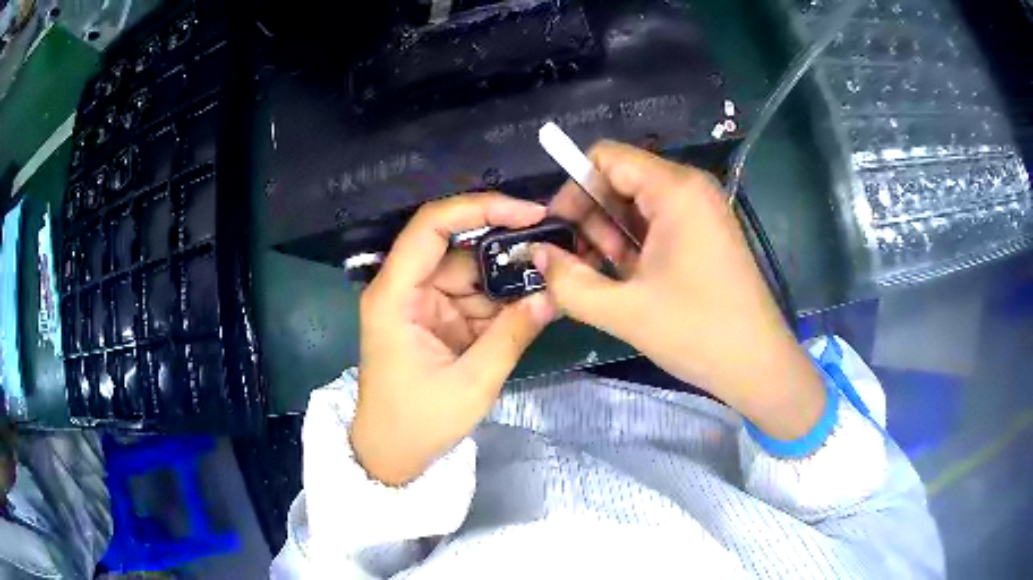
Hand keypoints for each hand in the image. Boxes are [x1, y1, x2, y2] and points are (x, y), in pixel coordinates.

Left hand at [352, 193, 555, 485]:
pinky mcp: (435, 320)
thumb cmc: (418, 423)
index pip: (430, 228)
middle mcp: (404, 289)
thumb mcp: (471, 383)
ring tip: (551, 279)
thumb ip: (512, 335)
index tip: (527, 213)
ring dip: (507, 279)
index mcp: (395, 296)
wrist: (392, 454)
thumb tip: (553, 296)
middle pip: (456, 247)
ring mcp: (420, 304)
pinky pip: (472, 298)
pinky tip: (532, 304)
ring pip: (470, 273)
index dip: (478, 208)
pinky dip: (501, 302)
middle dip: (505, 247)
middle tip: (553, 248)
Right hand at [534, 141, 824, 439]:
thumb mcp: (623, 310)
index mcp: (675, 189)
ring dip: (611, 235)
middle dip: (591, 217)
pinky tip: (629, 280)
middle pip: (620, 179)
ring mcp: (701, 210)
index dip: (573, 189)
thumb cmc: (697, 333)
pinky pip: (657, 223)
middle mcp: (690, 188)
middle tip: (581, 264)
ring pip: (637, 204)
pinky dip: (635, 245)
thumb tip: (536, 255)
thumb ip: (568, 281)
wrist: (758, 365)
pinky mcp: (706, 233)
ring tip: (606, 278)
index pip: (605, 158)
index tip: (558, 233)